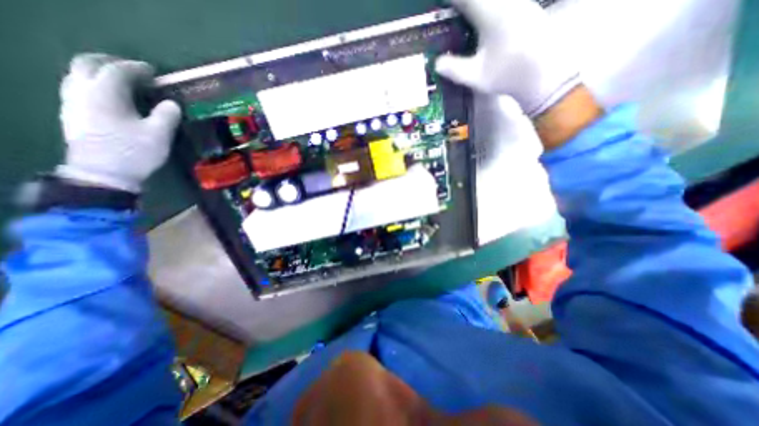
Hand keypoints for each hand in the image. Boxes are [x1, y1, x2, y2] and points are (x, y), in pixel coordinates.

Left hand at [56, 53, 180, 193]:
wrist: (103, 173)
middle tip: (133, 70)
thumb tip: (172, 104)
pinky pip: (77, 88)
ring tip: (122, 82)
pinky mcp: (72, 114)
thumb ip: (167, 115)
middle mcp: (82, 91)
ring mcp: (72, 102)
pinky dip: (93, 84)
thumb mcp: (159, 134)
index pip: (117, 70)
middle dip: (110, 62)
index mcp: (105, 94)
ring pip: (78, 74)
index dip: (136, 68)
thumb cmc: (134, 152)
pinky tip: (110, 97)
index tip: (154, 72)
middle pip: (87, 64)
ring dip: (99, 72)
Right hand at [436, 0, 579, 117]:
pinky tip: (478, 21)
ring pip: (490, 0)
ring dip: (473, 6)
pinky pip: (499, 3)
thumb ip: (454, 69)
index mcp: (490, 13)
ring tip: (462, 17)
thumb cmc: (508, 75)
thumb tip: (436, 63)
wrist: (545, 74)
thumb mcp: (476, 76)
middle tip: (449, 12)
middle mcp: (505, 1)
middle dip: (462, 4)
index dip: (450, 1)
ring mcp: (517, 2)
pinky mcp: (524, 9)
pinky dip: (484, 9)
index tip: (438, 6)